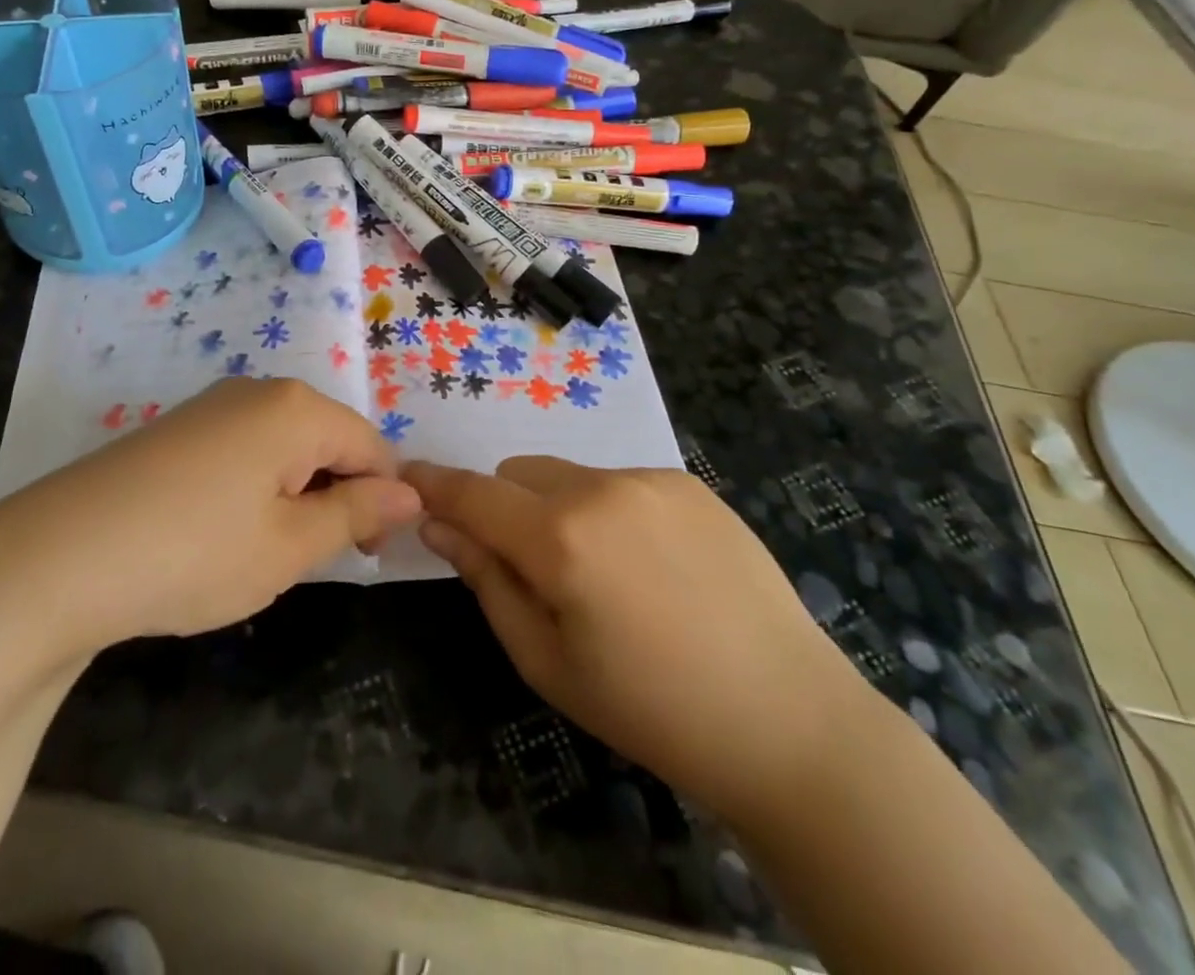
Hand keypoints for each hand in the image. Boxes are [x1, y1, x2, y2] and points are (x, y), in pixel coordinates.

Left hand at [0, 378, 420, 650]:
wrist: (58, 557)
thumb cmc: (194, 553)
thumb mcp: (289, 546)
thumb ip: (356, 513)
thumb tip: (411, 494)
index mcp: (296, 409)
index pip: (371, 445)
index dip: (381, 500)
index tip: (363, 555)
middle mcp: (258, 391)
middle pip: (327, 438)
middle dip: (335, 494)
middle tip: (308, 558)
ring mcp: (212, 406)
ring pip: (284, 445)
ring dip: (294, 494)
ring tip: (261, 550)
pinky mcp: (178, 428)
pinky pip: (243, 449)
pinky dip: (254, 487)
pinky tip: (219, 531)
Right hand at [410, 456, 868, 826]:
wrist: (788, 720)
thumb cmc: (650, 710)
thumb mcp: (545, 661)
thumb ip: (486, 579)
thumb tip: (439, 525)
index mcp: (560, 538)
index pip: (471, 493)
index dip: (432, 485)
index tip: (406, 480)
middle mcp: (600, 487)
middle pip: (516, 474)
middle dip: (503, 508)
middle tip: (530, 569)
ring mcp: (650, 479)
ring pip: (567, 475)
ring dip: (557, 508)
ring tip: (603, 574)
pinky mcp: (688, 483)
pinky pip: (618, 482)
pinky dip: (607, 510)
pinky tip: (652, 567)